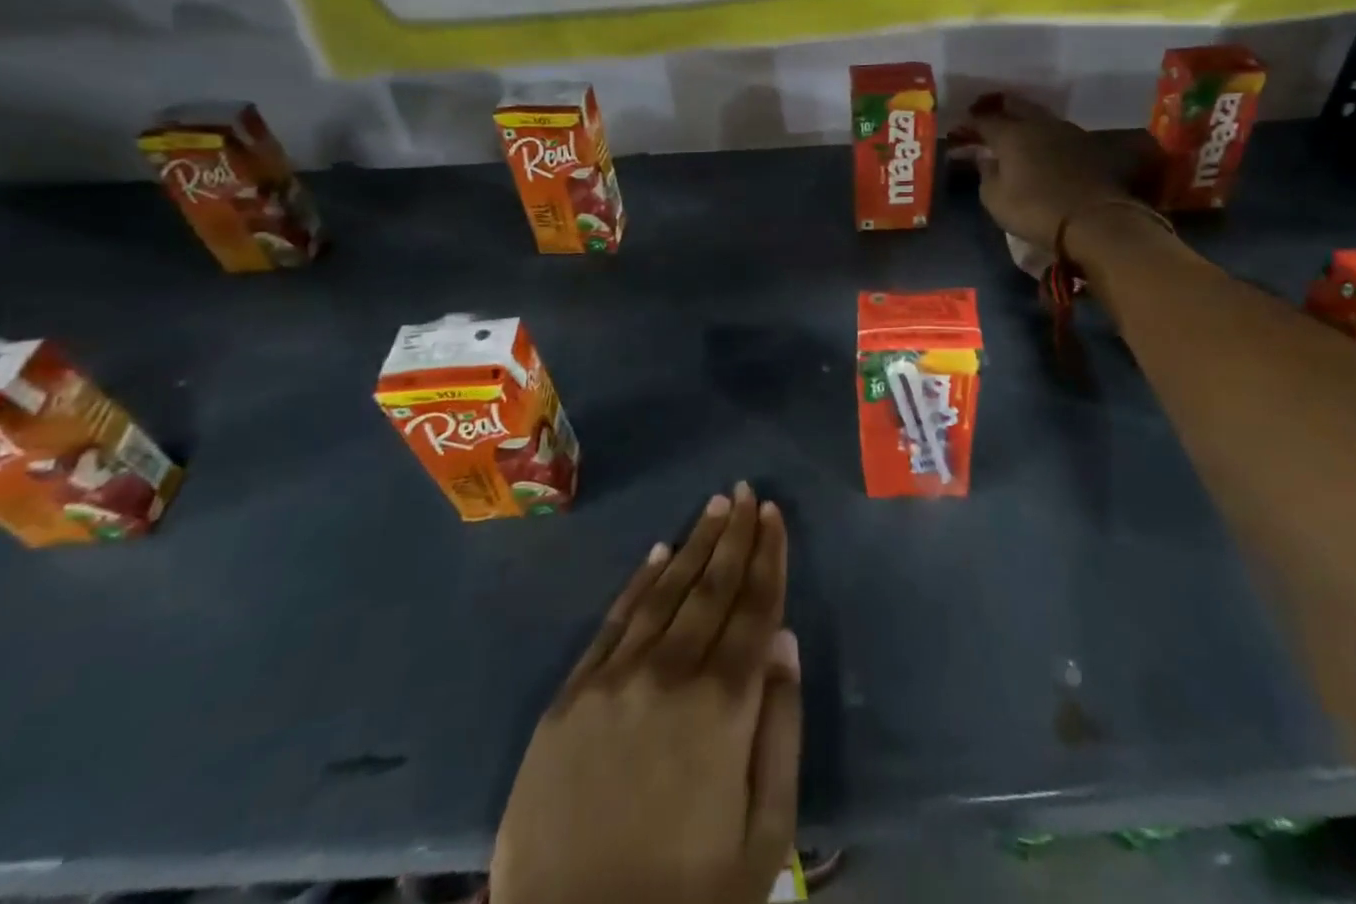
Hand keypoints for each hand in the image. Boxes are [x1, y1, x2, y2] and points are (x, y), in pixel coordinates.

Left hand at [492, 483, 800, 903]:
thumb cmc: (687, 900)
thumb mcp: (763, 837)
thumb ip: (779, 729)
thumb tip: (784, 640)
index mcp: (723, 706)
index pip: (755, 607)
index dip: (768, 556)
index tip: (774, 513)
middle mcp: (671, 674)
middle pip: (712, 587)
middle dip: (735, 535)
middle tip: (747, 491)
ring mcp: (615, 680)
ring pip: (666, 592)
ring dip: (694, 545)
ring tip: (715, 507)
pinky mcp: (570, 698)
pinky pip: (613, 622)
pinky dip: (639, 583)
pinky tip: (658, 554)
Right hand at [952, 94, 1142, 255]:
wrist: (1095, 220)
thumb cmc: (1035, 209)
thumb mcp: (995, 198)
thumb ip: (986, 173)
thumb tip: (985, 158)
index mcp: (1011, 133)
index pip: (983, 120)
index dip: (968, 124)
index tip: (958, 131)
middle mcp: (1038, 123)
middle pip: (1014, 105)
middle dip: (995, 108)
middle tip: (983, 117)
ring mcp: (1066, 131)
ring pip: (1038, 115)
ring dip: (1021, 119)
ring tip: (1011, 130)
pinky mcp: (1086, 145)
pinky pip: (1055, 131)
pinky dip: (1041, 134)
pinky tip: (1037, 145)